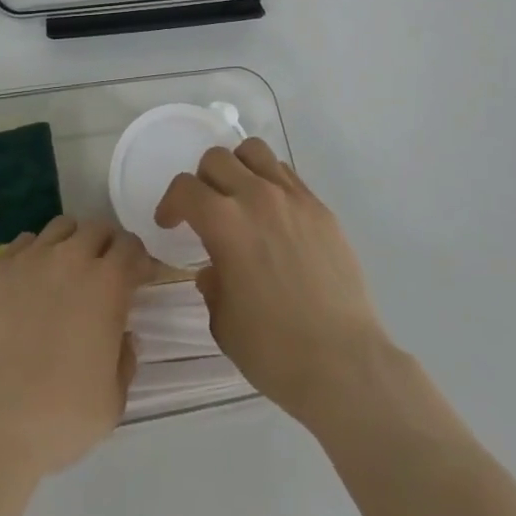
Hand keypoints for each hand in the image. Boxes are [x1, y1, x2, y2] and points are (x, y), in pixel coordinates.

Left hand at [0, 215, 153, 480]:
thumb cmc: (57, 417)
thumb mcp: (112, 403)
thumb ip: (125, 360)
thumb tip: (123, 336)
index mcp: (106, 284)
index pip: (131, 247)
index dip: (138, 260)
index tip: (138, 278)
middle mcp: (70, 257)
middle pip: (97, 228)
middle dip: (107, 245)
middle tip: (104, 273)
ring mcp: (30, 258)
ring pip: (61, 227)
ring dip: (72, 242)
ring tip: (67, 271)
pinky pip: (25, 243)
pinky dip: (36, 254)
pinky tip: (30, 282)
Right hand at [155, 139, 391, 426]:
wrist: (345, 364)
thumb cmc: (276, 351)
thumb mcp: (224, 325)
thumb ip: (212, 286)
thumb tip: (214, 270)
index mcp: (225, 223)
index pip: (185, 188)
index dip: (171, 203)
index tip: (169, 223)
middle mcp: (257, 197)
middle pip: (217, 158)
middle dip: (202, 180)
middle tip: (204, 210)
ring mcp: (293, 198)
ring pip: (254, 152)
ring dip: (237, 168)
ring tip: (239, 198)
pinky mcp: (320, 208)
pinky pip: (287, 174)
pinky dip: (270, 182)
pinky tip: (273, 215)